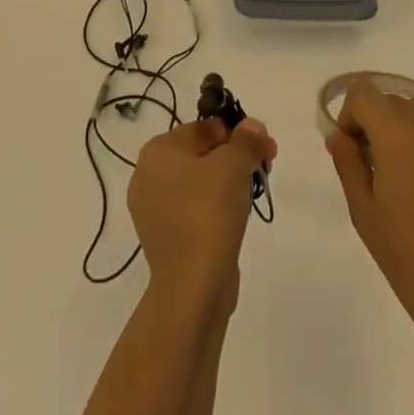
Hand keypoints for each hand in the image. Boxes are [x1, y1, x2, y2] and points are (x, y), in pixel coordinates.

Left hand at [128, 117, 277, 305]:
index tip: (265, 149)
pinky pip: (195, 211)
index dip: (238, 134)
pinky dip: (215, 211)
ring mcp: (154, 211)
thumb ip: (245, 141)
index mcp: (157, 151)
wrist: (192, 288)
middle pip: (201, 154)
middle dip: (235, 159)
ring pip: (199, 184)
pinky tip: (234, 221)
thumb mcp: (233, 166)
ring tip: (251, 197)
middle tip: (264, 170)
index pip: (203, 128)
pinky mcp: (166, 240)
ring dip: (228, 184)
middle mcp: (148, 176)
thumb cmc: (207, 213)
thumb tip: (253, 126)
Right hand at [325, 77, 413, 351]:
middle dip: (376, 122)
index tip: (351, 148)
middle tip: (372, 164)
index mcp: (398, 135)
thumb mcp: (364, 212)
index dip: (350, 113)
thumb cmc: (409, 259)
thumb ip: (347, 163)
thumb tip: (339, 136)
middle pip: (393, 100)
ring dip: (404, 130)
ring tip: (402, 175)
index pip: (364, 92)